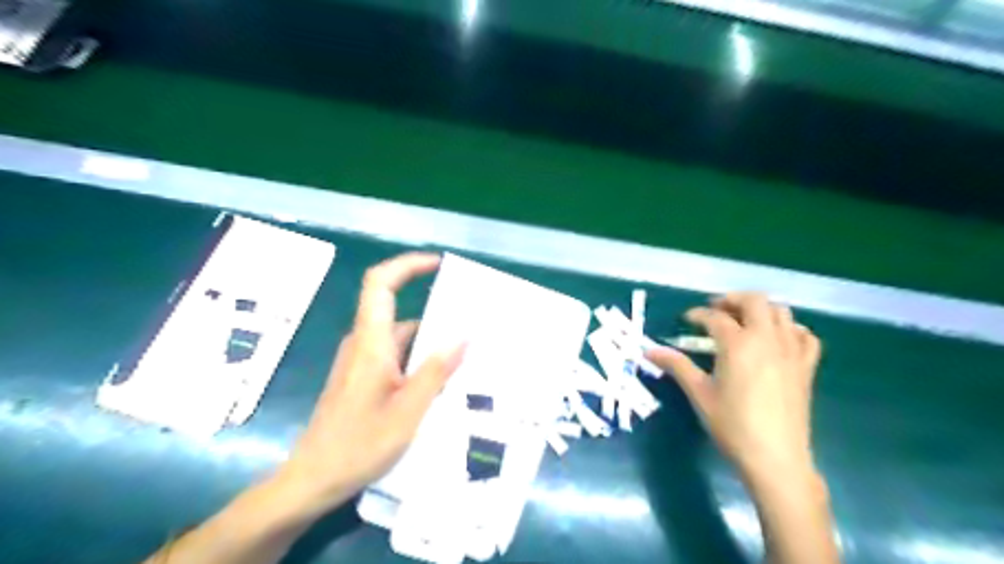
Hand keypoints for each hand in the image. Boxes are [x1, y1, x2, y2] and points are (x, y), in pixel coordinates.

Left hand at [270, 252, 465, 518]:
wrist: (313, 480)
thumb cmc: (359, 446)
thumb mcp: (408, 410)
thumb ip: (436, 370)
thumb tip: (464, 335)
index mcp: (371, 343)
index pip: (380, 284)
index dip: (406, 265)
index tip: (437, 263)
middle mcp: (363, 344)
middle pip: (395, 309)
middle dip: (432, 310)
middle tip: (469, 321)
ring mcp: (359, 361)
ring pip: (397, 336)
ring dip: (427, 340)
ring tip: (463, 354)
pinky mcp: (360, 377)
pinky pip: (393, 354)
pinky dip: (416, 358)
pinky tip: (439, 380)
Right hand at [648, 294, 817, 476]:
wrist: (775, 458)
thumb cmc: (732, 425)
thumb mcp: (699, 394)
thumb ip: (677, 366)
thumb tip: (649, 350)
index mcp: (738, 344)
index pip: (715, 317)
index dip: (697, 314)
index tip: (686, 319)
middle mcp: (767, 339)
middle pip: (754, 301)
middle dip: (732, 299)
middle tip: (716, 310)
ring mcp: (791, 351)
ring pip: (781, 312)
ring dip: (760, 309)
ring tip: (743, 321)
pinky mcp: (806, 367)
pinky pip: (805, 335)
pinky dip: (790, 329)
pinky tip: (777, 339)